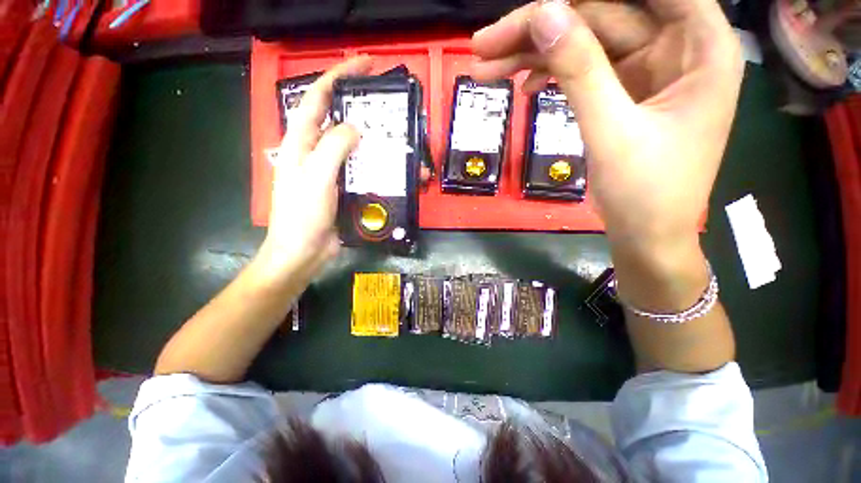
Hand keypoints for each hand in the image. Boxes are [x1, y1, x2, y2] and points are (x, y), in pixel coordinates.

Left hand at [257, 56, 372, 283]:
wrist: (304, 252)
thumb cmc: (303, 216)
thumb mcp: (316, 177)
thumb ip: (334, 148)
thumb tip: (356, 128)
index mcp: (300, 143)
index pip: (317, 99)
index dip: (338, 77)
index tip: (363, 65)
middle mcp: (314, 152)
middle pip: (337, 119)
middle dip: (359, 106)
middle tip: (386, 103)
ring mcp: (330, 171)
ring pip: (352, 146)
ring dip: (372, 139)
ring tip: (394, 136)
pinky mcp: (342, 187)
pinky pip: (360, 169)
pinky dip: (375, 164)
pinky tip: (390, 166)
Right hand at [471, 0, 742, 256]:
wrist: (646, 237)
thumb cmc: (645, 193)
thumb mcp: (611, 131)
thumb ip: (581, 70)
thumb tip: (544, 15)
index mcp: (700, 47)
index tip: (536, 4)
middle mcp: (677, 49)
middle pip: (603, 17)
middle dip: (541, 29)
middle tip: (485, 44)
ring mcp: (647, 73)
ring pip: (586, 45)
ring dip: (536, 56)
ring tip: (487, 67)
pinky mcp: (624, 96)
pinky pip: (584, 73)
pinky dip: (551, 77)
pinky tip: (523, 87)